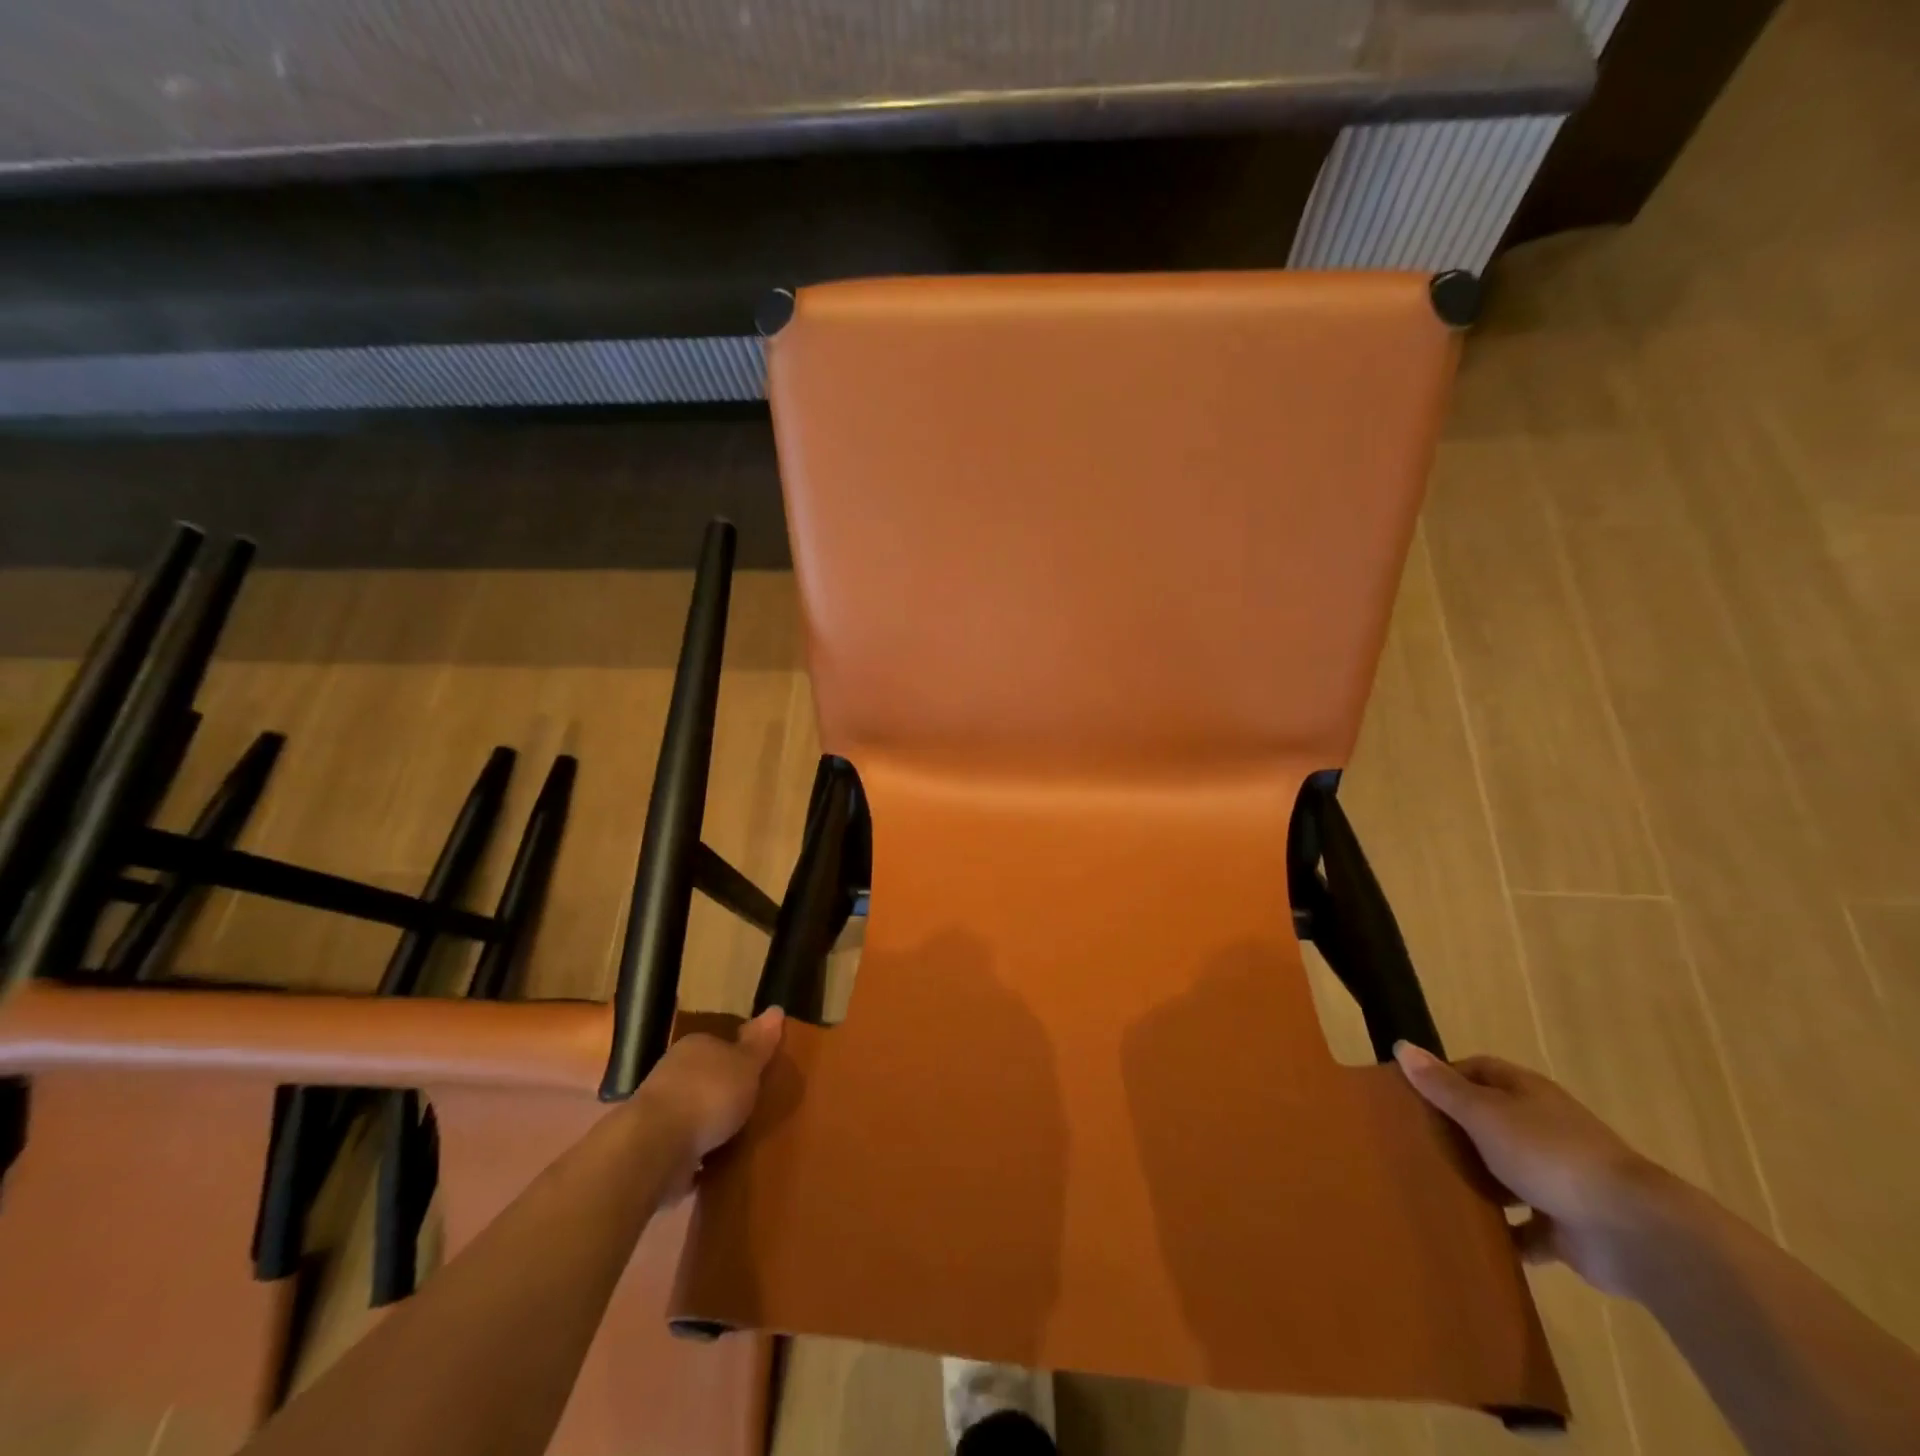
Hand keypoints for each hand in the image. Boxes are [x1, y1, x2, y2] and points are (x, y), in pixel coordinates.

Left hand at [638, 1008, 784, 1166]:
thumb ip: (760, 1042)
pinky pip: (683, 1149)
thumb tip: (776, 1009)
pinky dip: (696, 1158)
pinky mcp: (653, 1148)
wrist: (656, 1146)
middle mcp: (673, 1073)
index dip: (738, 1058)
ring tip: (737, 1142)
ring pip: (692, 1114)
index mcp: (695, 1047)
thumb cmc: (708, 1094)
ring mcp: (659, 1112)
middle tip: (751, 1109)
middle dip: (722, 1094)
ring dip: (708, 1128)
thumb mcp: (746, 1064)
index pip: (719, 1045)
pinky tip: (714, 1169)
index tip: (756, 1074)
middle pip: (704, 1079)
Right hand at [1395, 1042, 1676, 1295]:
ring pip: (1506, 1172)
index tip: (1410, 1095)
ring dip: (1477, 1181)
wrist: (1634, 1231)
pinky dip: (1504, 1233)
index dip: (1444, 1077)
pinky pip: (1526, 1227)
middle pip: (1490, 1120)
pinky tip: (1473, 1237)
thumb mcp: (1484, 1114)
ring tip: (1433, 1187)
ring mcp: (1558, 1178)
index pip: (1478, 1070)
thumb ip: (1442, 1086)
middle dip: (1455, 1131)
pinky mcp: (1567, 1226)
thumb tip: (1401, 1046)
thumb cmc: (1549, 1155)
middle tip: (1412, 1142)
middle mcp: (1543, 1128)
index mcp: (1527, 1094)